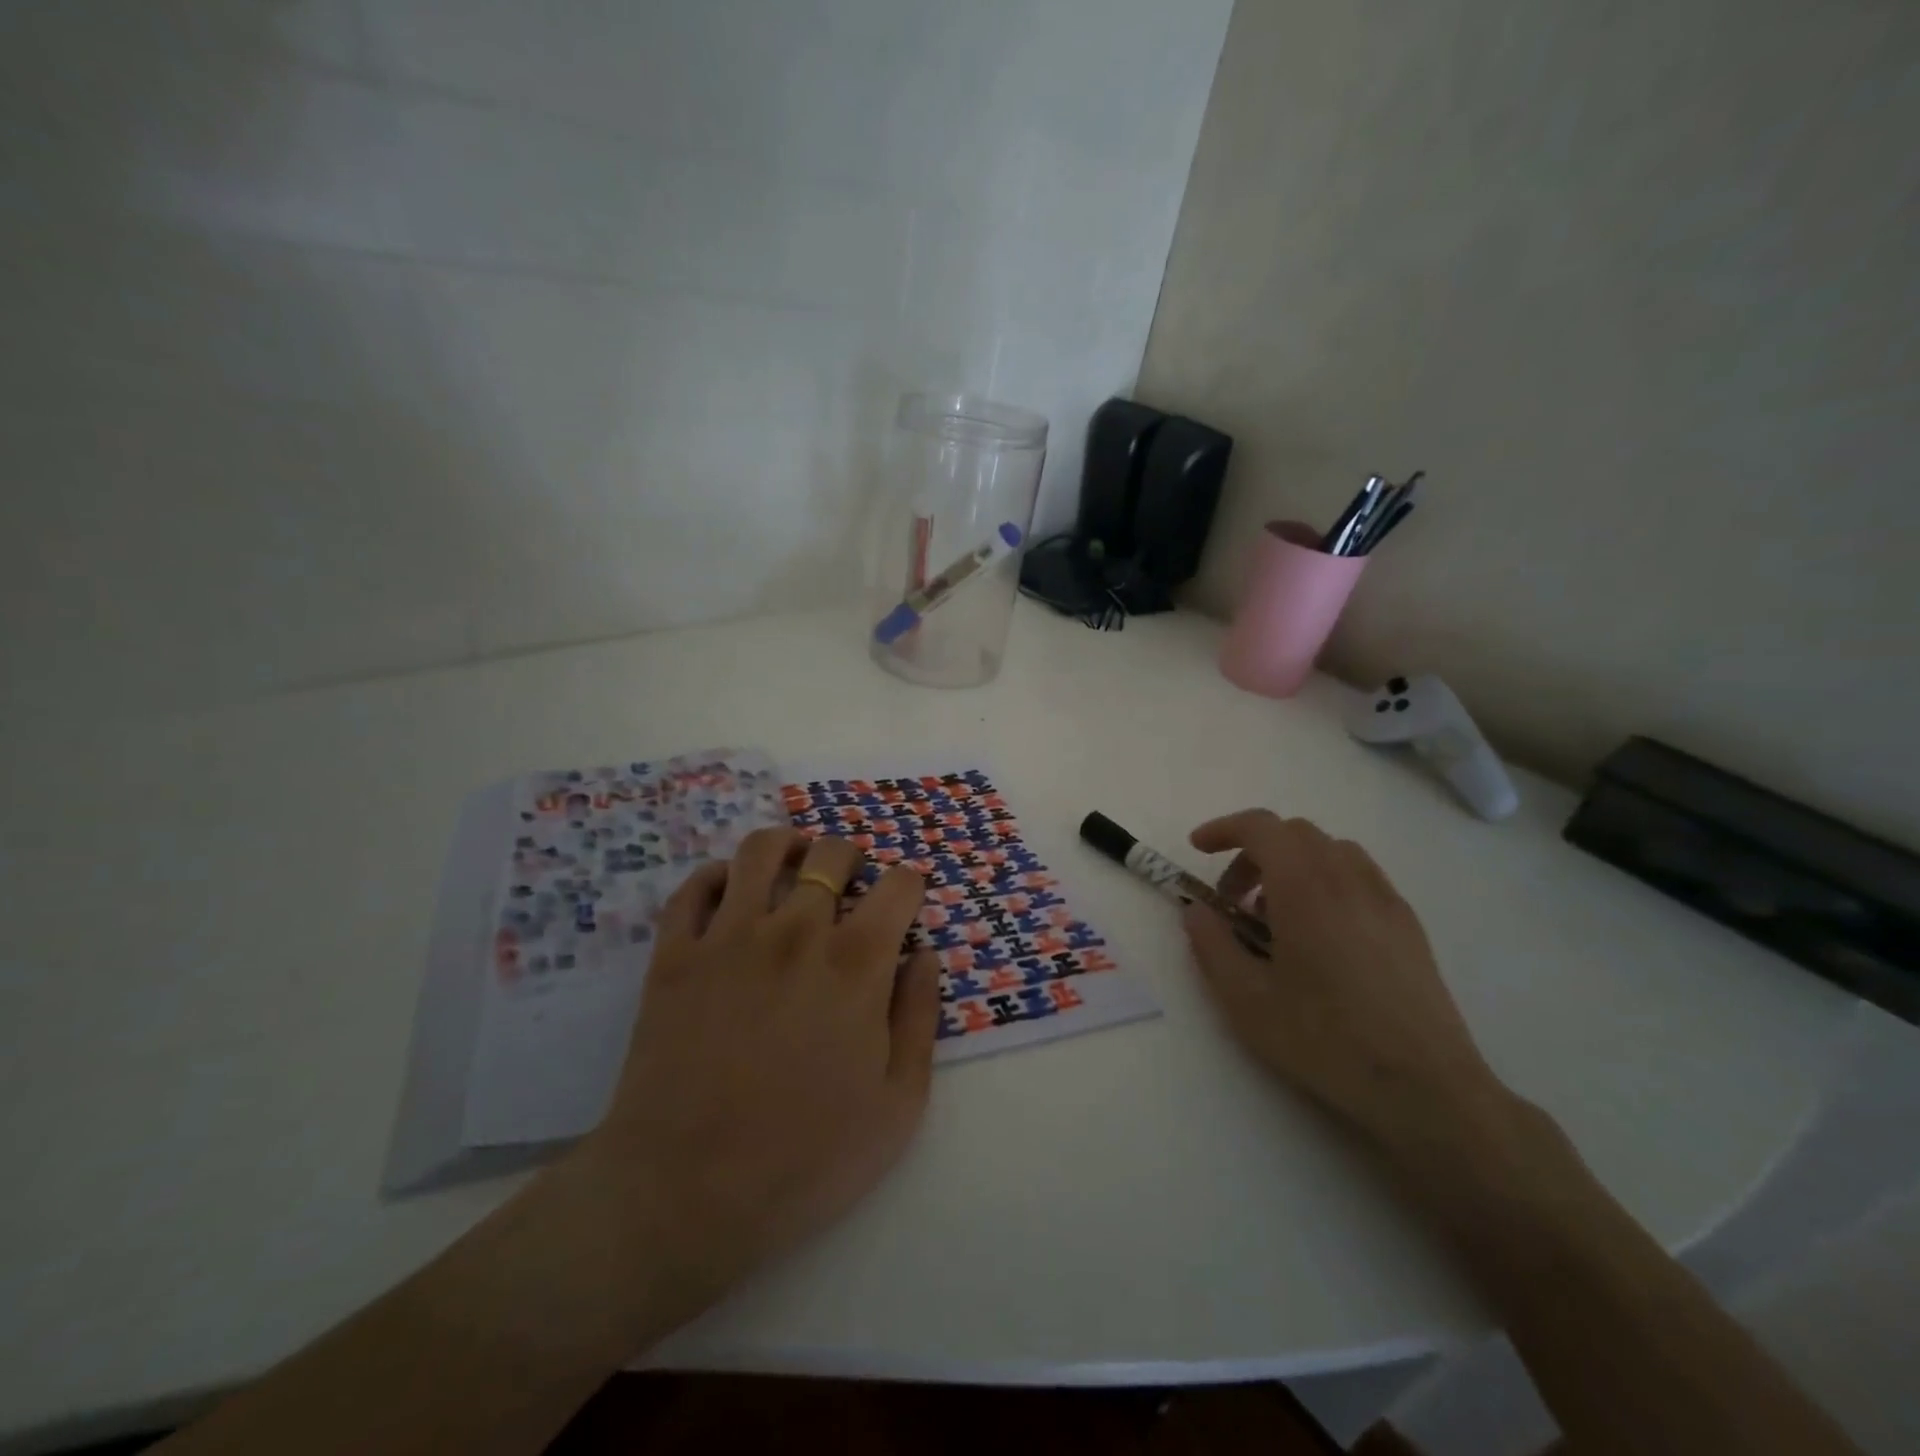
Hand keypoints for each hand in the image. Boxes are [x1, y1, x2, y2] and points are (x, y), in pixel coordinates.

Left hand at [570, 827, 940, 1309]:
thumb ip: (920, 1017)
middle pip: (831, 855)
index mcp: (856, 964)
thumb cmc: (806, 1159)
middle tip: (851, 882)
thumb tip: (925, 954)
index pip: (898, 886)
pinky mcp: (674, 955)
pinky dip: (717, 877)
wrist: (686, 1195)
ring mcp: (729, 937)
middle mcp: (795, 932)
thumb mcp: (898, 1104)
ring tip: (794, 864)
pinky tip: (729, 894)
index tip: (906, 900)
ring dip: (787, 846)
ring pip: (761, 851)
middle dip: (852, 857)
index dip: (910, 885)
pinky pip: (694, 887)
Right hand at [1181, 809, 1506, 1152]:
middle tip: (1232, 899)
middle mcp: (1348, 879)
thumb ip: (1211, 944)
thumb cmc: (1325, 1040)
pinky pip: (1359, 876)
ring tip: (1276, 917)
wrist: (1426, 1087)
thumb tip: (1196, 911)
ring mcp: (1385, 899)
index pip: (1261, 827)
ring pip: (1331, 850)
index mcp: (1305, 888)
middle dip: (1254, 852)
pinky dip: (1326, 881)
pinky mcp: (1408, 924)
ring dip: (1292, 864)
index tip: (1198, 850)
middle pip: (1295, 833)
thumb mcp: (1245, 999)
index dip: (1224, 829)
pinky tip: (1320, 934)